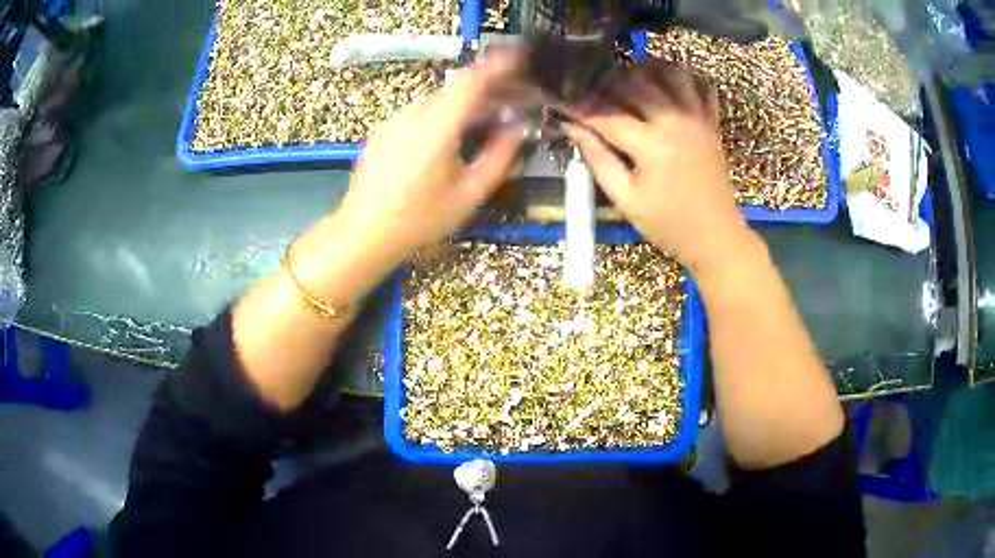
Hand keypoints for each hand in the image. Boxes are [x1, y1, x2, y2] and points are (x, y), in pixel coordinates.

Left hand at [335, 51, 524, 266]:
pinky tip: (451, 136)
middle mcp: (414, 115)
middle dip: (488, 89)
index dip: (499, 66)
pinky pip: (421, 112)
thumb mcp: (469, 194)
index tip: (519, 58)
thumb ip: (499, 158)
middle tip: (511, 101)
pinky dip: (443, 114)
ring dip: (465, 104)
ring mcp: (395, 120)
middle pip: (456, 89)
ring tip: (485, 122)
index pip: (472, 82)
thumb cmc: (419, 218)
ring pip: (439, 101)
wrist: (365, 231)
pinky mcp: (385, 130)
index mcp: (437, 128)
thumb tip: (517, 131)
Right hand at [566, 61, 752, 273]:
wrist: (715, 236)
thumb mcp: (626, 200)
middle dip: (608, 82)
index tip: (562, 103)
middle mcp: (675, 121)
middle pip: (636, 82)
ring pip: (671, 73)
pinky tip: (667, 83)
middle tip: (592, 92)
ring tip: (629, 79)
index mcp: (652, 145)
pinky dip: (685, 77)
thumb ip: (599, 159)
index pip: (607, 115)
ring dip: (646, 69)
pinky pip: (702, 86)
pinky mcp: (711, 123)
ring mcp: (697, 118)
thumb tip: (574, 129)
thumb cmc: (668, 224)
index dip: (580, 108)